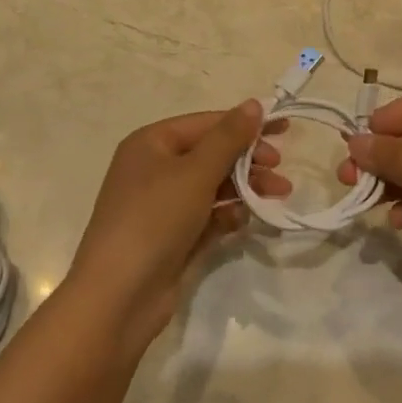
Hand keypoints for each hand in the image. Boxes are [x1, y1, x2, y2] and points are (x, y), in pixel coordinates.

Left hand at [66, 101, 290, 350]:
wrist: (118, 298)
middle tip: (279, 169)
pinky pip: (206, 216)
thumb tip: (254, 104)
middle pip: (210, 154)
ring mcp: (161, 206)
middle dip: (247, 159)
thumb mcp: (195, 172)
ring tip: (278, 195)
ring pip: (212, 186)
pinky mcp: (171, 239)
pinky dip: (227, 214)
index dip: (244, 123)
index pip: (206, 123)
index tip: (284, 129)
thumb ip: (228, 138)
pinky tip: (245, 219)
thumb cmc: (154, 219)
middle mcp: (154, 169)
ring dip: (244, 187)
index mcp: (151, 143)